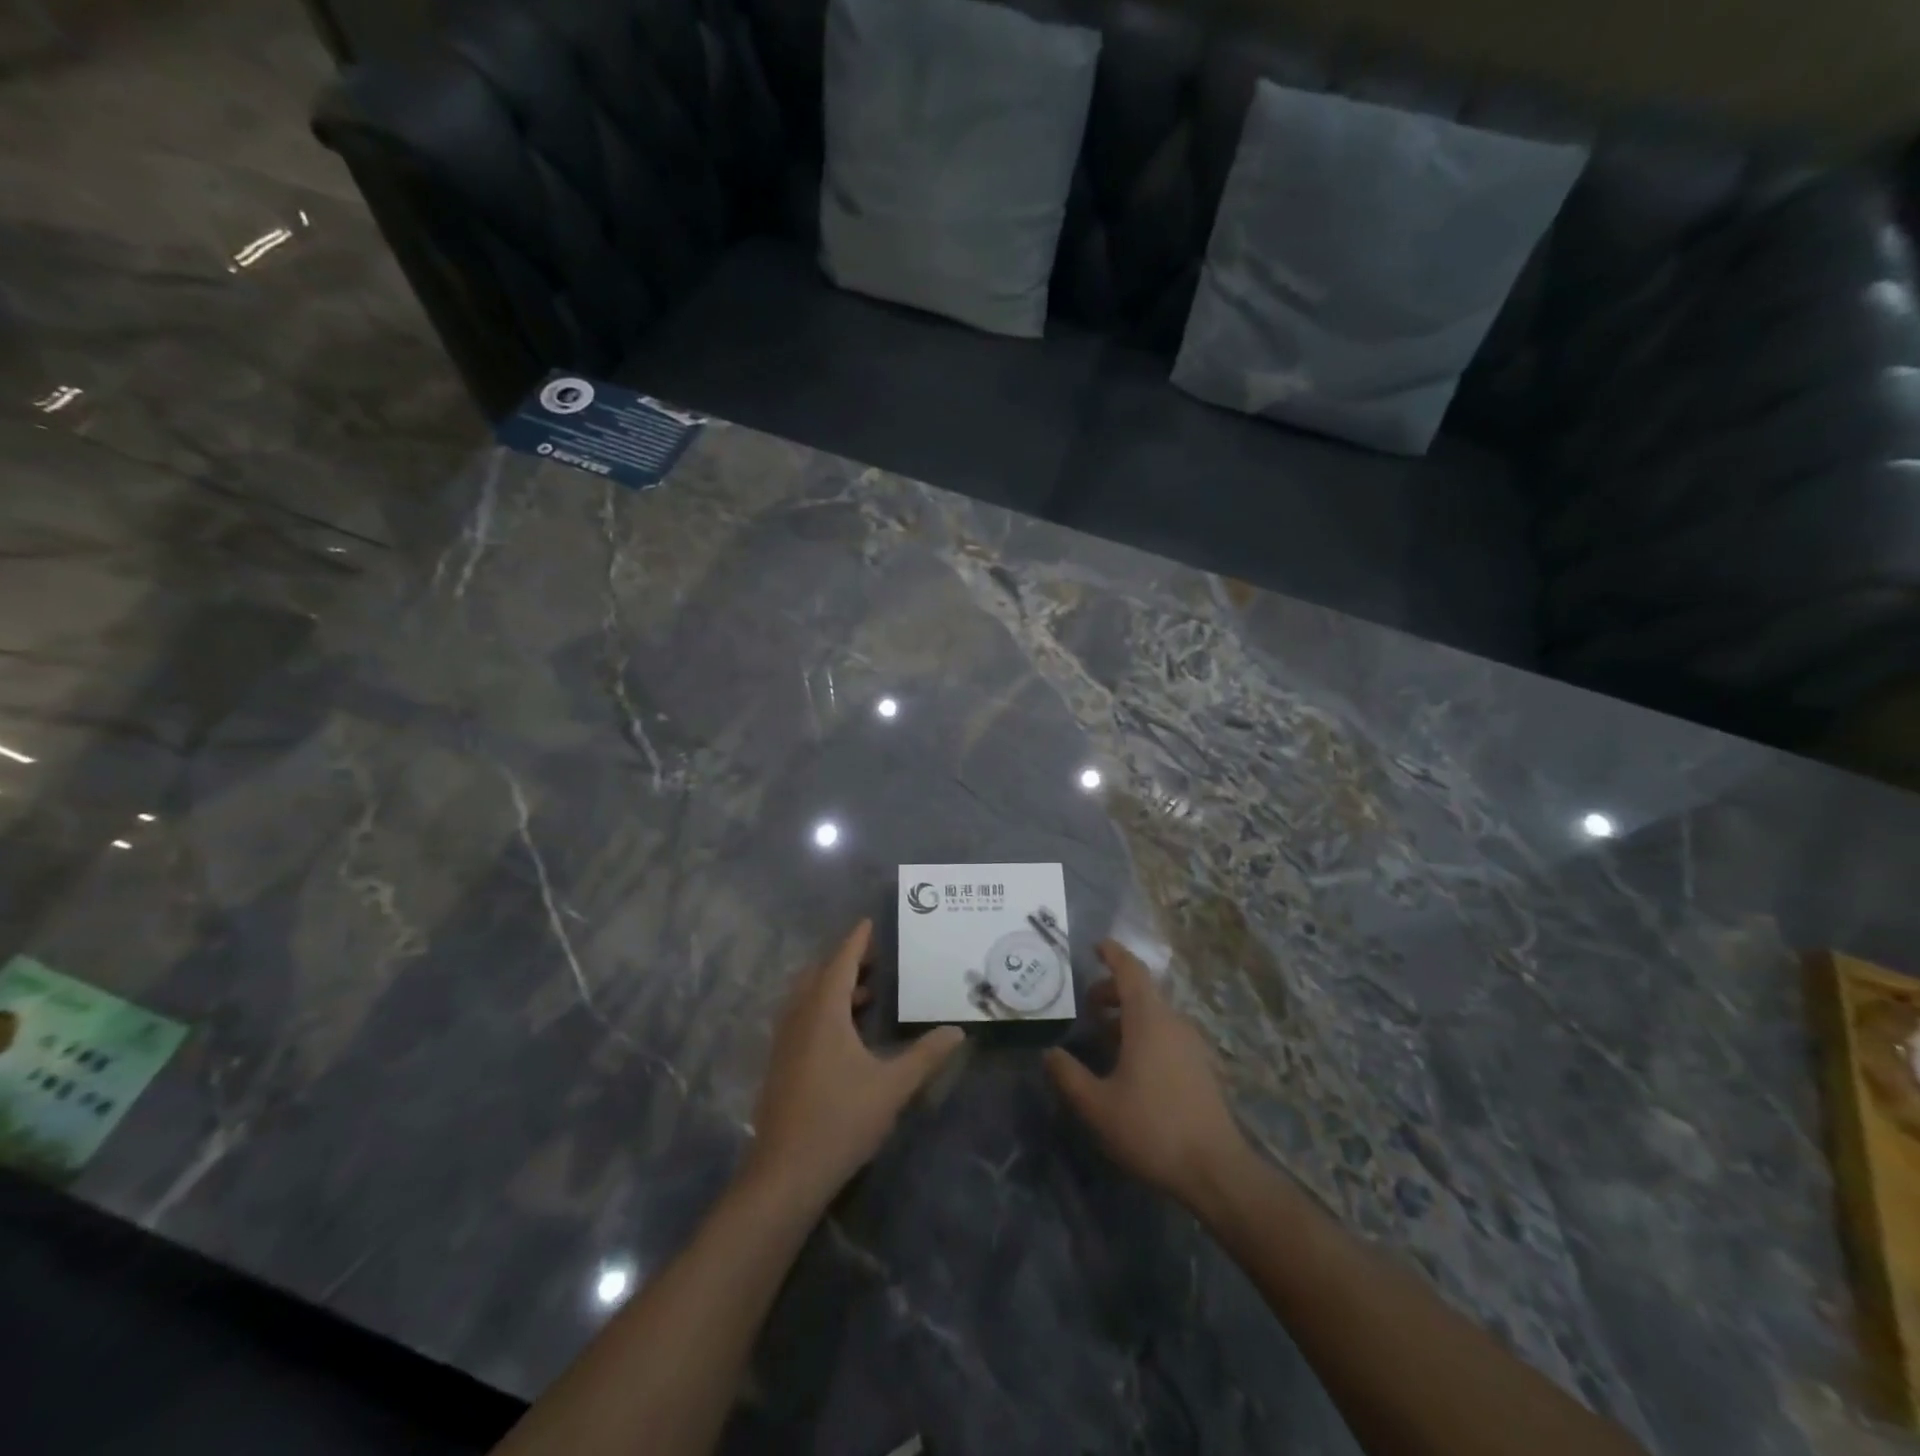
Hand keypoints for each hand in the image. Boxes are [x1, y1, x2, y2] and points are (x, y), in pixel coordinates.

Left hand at [747, 919, 964, 1210]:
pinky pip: (801, 1017)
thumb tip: (956, 1031)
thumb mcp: (892, 1087)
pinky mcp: (780, 1064)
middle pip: (819, 975)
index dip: (856, 941)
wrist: (786, 1173)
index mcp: (823, 1013)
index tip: (869, 922)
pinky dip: (823, 1009)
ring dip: (833, 986)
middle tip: (874, 956)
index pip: (840, 962)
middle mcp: (799, 1018)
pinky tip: (845, 1032)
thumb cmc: (841, 1120)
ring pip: (807, 997)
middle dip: (845, 960)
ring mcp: (785, 1042)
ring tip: (866, 990)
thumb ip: (925, 1056)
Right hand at [1045, 940, 1247, 1208]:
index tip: (1095, 946)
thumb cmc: (1151, 1128)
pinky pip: (1166, 1034)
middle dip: (1112, 991)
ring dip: (1127, 1016)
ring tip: (1102, 1039)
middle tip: (1086, 1006)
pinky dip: (1143, 1033)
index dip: (1113, 953)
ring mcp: (1191, 1044)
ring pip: (1154, 1014)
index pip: (1131, 970)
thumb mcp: (1097, 1106)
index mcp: (1149, 1019)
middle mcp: (1173, 1022)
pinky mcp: (1200, 1066)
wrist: (1216, 1171)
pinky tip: (1128, 1066)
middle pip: (1141, 991)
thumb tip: (1049, 1053)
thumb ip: (1068, 1075)